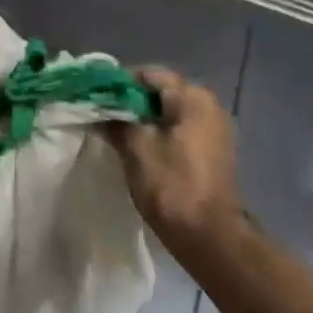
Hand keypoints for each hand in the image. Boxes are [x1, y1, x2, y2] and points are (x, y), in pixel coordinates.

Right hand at [108, 68, 243, 245]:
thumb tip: (100, 110)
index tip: (97, 98)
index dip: (120, 84)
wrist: (210, 237)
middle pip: (161, 91)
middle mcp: (209, 104)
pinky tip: (140, 147)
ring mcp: (214, 127)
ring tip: (118, 133)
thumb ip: (117, 122)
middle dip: (131, 102)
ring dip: (145, 118)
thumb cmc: (172, 186)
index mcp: (192, 97)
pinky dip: (160, 132)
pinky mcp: (213, 149)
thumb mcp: (136, 149)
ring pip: (170, 111)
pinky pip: (181, 129)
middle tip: (104, 116)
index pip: (149, 74)